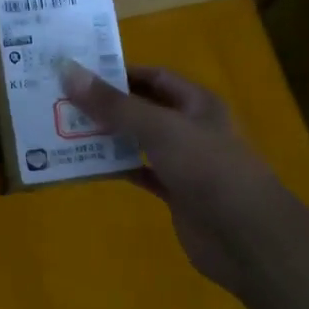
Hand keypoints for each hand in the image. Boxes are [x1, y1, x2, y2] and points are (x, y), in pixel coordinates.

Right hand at [61, 63, 278, 295]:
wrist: (246, 237)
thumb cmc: (208, 169)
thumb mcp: (159, 128)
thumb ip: (114, 104)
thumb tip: (68, 71)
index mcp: (196, 103)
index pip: (153, 76)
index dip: (119, 72)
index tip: (78, 74)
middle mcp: (190, 128)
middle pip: (143, 108)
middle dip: (107, 105)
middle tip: (62, 101)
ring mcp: (184, 162)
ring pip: (139, 142)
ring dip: (108, 137)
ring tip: (65, 130)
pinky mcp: (177, 193)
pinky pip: (140, 173)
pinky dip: (117, 168)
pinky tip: (88, 166)